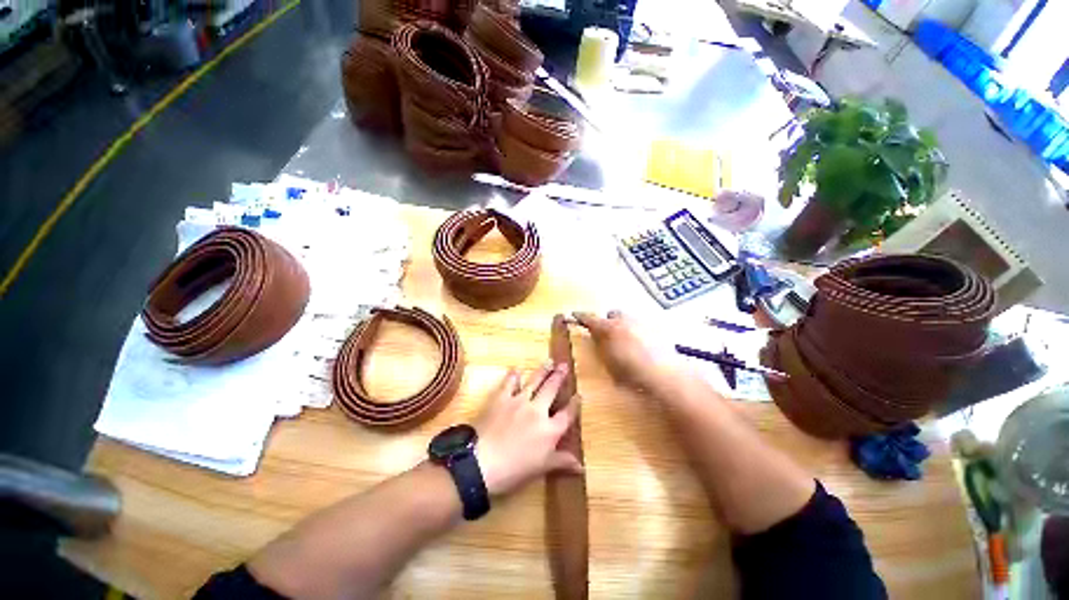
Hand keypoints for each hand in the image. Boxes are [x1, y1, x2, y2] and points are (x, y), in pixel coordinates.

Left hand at [475, 364, 581, 496]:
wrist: (482, 461)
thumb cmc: (514, 470)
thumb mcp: (541, 468)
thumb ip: (561, 462)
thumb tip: (582, 467)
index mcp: (550, 430)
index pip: (567, 414)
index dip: (574, 405)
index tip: (579, 394)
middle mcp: (538, 411)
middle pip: (552, 390)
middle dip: (559, 377)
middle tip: (564, 365)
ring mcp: (519, 401)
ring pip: (535, 382)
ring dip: (543, 371)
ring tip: (550, 361)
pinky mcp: (502, 398)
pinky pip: (509, 383)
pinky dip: (514, 375)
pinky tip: (517, 369)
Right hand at [572, 310, 677, 389]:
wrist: (664, 375)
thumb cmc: (631, 373)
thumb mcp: (608, 363)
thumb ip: (600, 346)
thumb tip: (596, 336)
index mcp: (609, 328)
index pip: (590, 318)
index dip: (581, 316)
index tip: (574, 315)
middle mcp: (625, 320)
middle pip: (613, 313)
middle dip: (608, 320)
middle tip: (607, 333)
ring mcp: (642, 323)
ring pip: (629, 318)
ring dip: (624, 325)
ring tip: (625, 341)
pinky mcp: (657, 329)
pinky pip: (642, 326)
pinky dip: (638, 332)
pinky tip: (642, 346)